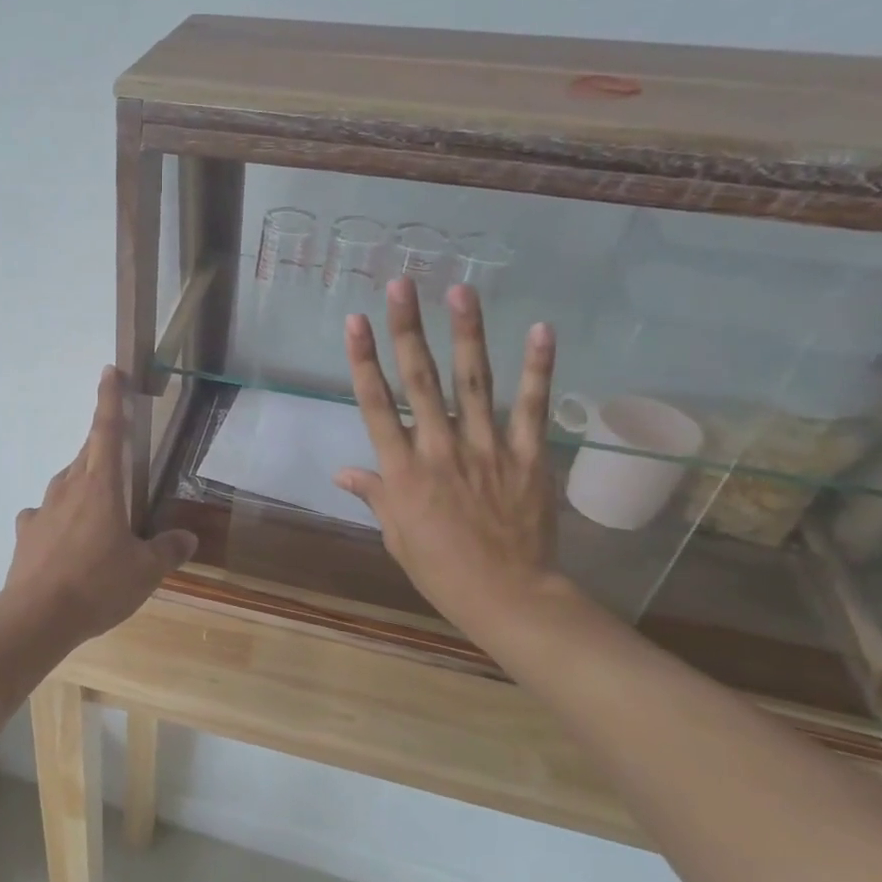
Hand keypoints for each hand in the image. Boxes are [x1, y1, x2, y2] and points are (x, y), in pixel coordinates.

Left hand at [0, 366, 198, 650]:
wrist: (37, 615)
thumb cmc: (98, 584)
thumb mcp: (145, 571)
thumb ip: (167, 550)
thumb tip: (187, 538)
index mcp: (101, 486)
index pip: (107, 430)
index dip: (110, 399)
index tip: (109, 371)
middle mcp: (69, 487)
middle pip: (87, 455)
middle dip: (103, 449)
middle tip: (120, 460)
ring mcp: (43, 508)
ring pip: (67, 483)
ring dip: (83, 485)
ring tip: (100, 508)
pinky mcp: (27, 532)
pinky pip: (45, 514)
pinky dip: (58, 518)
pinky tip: (66, 539)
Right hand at [333, 280, 558, 627]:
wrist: (507, 596)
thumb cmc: (440, 568)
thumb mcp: (396, 534)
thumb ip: (374, 494)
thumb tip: (342, 473)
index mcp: (402, 469)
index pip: (376, 404)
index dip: (363, 359)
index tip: (355, 320)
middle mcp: (439, 448)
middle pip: (419, 380)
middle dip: (407, 329)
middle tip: (401, 285)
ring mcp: (487, 448)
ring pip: (473, 382)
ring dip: (466, 334)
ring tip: (460, 291)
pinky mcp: (528, 455)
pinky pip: (532, 406)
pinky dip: (537, 368)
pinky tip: (540, 330)